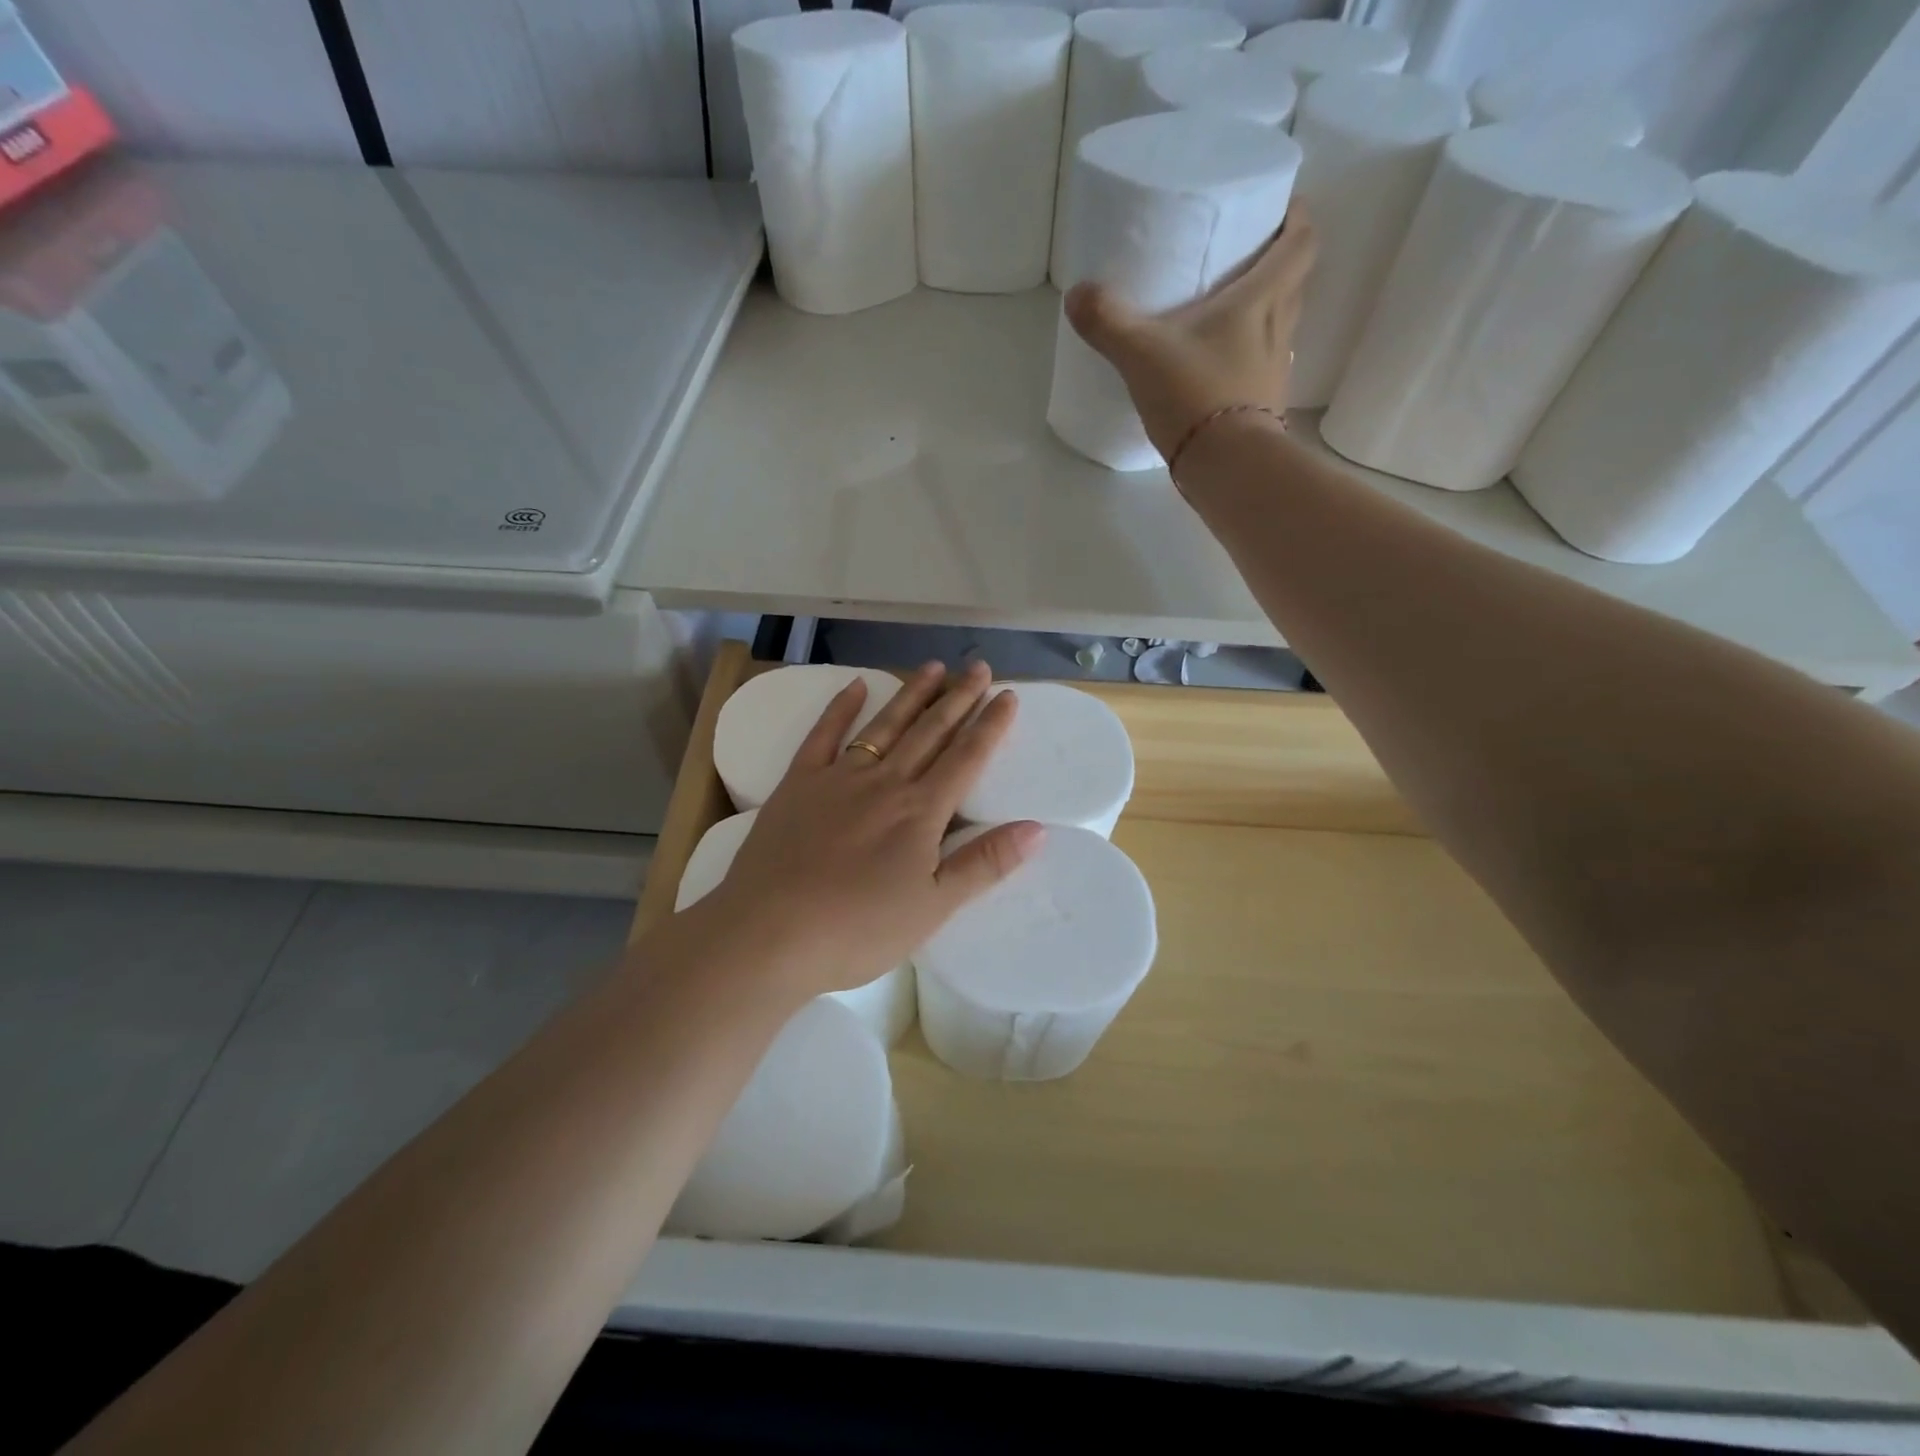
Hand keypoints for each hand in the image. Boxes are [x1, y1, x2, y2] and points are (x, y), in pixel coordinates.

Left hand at [702, 660, 1043, 1000]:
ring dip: (911, 694)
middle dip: (958, 698)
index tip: (1008, 695)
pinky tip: (856, 686)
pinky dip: (841, 708)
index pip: (966, 758)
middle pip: (930, 732)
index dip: (990, 726)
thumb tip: (1037, 828)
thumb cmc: (858, 930)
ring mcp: (839, 778)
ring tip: (933, 667)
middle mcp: (885, 783)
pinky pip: (824, 735)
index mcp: (921, 812)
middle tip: (978, 667)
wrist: (769, 933)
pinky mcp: (799, 784)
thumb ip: (984, 864)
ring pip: (885, 726)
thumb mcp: (933, 907)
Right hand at [1065, 212, 1316, 462]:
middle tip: (1245, 257)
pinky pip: (1262, 367)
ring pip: (1280, 325)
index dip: (1296, 219)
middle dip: (1277, 264)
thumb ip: (1108, 321)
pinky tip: (1219, 367)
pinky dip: (1248, 357)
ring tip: (1228, 312)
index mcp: (1262, 299)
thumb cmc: (1195, 396)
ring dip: (1264, 313)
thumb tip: (1077, 294)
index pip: (1301, 242)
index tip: (1280, 208)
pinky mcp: (1264, 406)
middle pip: (1294, 281)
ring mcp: (1275, 371)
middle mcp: (1279, 328)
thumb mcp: (1142, 353)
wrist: (1227, 467)